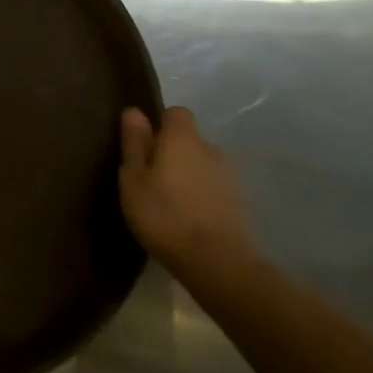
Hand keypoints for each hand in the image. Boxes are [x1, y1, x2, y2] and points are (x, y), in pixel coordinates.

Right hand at [118, 106, 257, 279]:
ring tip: (166, 201)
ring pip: (201, 164)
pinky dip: (199, 194)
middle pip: (188, 140)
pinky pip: (212, 186)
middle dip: (171, 152)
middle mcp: (210, 149)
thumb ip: (134, 144)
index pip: (175, 113)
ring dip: (185, 174)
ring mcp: (228, 176)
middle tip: (148, 179)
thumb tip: (134, 111)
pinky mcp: (238, 201)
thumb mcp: (133, 178)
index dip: (159, 125)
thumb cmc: (163, 214)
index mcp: (183, 139)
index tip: (142, 147)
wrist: (216, 261)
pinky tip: (186, 217)